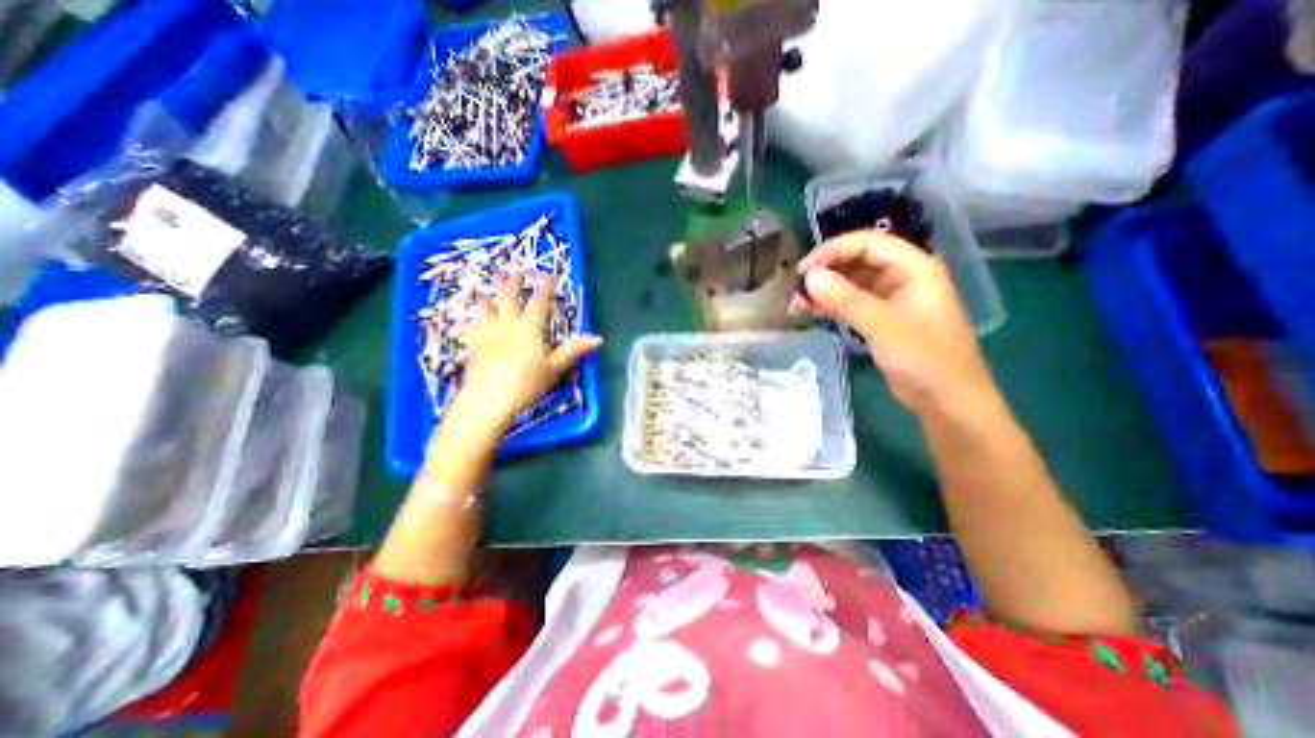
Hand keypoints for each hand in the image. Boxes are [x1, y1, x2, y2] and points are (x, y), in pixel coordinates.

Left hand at [452, 273, 596, 427]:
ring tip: (486, 293)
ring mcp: (487, 333)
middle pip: (509, 298)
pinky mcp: (472, 345)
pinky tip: (473, 322)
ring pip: (485, 308)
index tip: (548, 276)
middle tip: (516, 273)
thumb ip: (573, 350)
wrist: (488, 399)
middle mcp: (507, 324)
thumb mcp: (554, 368)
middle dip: (514, 284)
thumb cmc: (526, 383)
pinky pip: (472, 326)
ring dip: (488, 298)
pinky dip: (474, 320)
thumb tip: (598, 338)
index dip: (545, 288)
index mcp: (530, 328)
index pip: (539, 302)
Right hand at [789, 227, 996, 418]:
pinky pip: (852, 303)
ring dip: (824, 290)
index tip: (805, 270)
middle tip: (797, 288)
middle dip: (826, 271)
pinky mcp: (882, 318)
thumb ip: (847, 299)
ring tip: (797, 303)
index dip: (834, 251)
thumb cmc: (926, 360)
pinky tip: (810, 311)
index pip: (868, 243)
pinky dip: (831, 306)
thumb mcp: (885, 327)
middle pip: (858, 260)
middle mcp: (903, 277)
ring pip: (852, 283)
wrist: (948, 401)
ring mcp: (892, 298)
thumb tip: (810, 277)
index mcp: (914, 268)